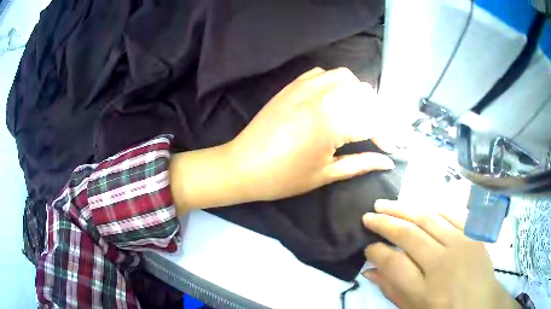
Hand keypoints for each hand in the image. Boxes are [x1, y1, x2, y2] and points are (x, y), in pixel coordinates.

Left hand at [170, 67, 395, 213]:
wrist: (242, 166)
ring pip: (346, 78)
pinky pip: (323, 73)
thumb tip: (388, 161)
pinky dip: (336, 82)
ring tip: (358, 115)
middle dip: (377, 115)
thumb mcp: (326, 174)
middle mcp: (322, 97)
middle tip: (376, 134)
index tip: (390, 149)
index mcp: (331, 123)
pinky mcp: (292, 85)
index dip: (386, 136)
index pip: (372, 122)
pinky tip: (335, 99)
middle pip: (364, 95)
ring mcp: (305, 86)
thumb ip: (361, 163)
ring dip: (359, 94)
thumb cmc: (283, 178)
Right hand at [362, 200, 519, 308]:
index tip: (367, 246)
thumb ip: (392, 288)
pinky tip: (420, 207)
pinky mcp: (472, 233)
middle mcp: (442, 262)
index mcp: (425, 289)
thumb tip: (369, 270)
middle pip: (409, 235)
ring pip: (428, 218)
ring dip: (404, 209)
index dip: (376, 251)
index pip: (393, 263)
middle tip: (368, 214)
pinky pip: (451, 214)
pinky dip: (432, 209)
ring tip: (386, 203)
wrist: (480, 303)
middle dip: (385, 223)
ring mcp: (461, 243)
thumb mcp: (414, 307)